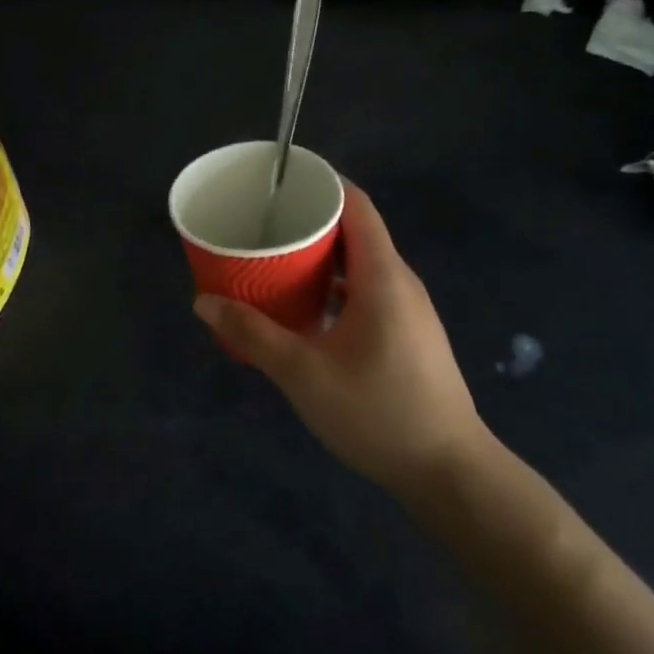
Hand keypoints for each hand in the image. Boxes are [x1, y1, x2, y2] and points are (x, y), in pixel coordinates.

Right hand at [195, 183, 489, 503]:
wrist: (449, 472)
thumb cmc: (378, 413)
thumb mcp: (304, 373)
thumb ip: (253, 334)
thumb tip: (204, 302)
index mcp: (383, 275)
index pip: (356, 205)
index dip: (321, 184)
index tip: (279, 181)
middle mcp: (399, 281)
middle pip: (355, 230)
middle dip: (309, 220)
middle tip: (262, 221)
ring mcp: (407, 309)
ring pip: (359, 263)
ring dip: (320, 256)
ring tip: (275, 257)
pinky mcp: (406, 333)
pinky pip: (366, 290)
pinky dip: (333, 286)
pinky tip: (303, 307)